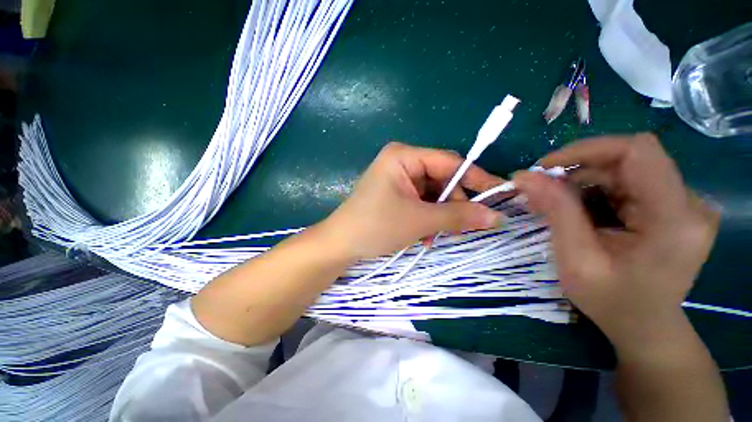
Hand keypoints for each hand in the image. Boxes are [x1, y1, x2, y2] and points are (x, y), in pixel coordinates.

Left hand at [318, 142, 504, 260]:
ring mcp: (398, 179)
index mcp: (404, 156)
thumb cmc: (376, 226)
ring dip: (439, 216)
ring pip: (432, 194)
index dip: (475, 179)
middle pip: (441, 179)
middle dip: (453, 204)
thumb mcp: (419, 220)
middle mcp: (401, 162)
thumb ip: (458, 217)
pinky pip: (421, 203)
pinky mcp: (395, 194)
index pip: (449, 162)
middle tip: (464, 226)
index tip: (499, 195)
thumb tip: (497, 217)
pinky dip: (427, 219)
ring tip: (435, 236)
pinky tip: (423, 235)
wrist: (340, 244)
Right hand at [513, 134, 719, 346]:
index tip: (546, 166)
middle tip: (542, 190)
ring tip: (557, 203)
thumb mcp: (576, 260)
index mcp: (675, 219)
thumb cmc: (612, 302)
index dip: (588, 149)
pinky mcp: (674, 206)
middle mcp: (689, 203)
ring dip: (585, 181)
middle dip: (579, 170)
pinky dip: (597, 190)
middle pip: (629, 160)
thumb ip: (556, 212)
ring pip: (626, 169)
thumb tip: (524, 176)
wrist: (645, 326)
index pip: (637, 152)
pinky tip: (581, 210)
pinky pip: (629, 182)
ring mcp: (685, 203)